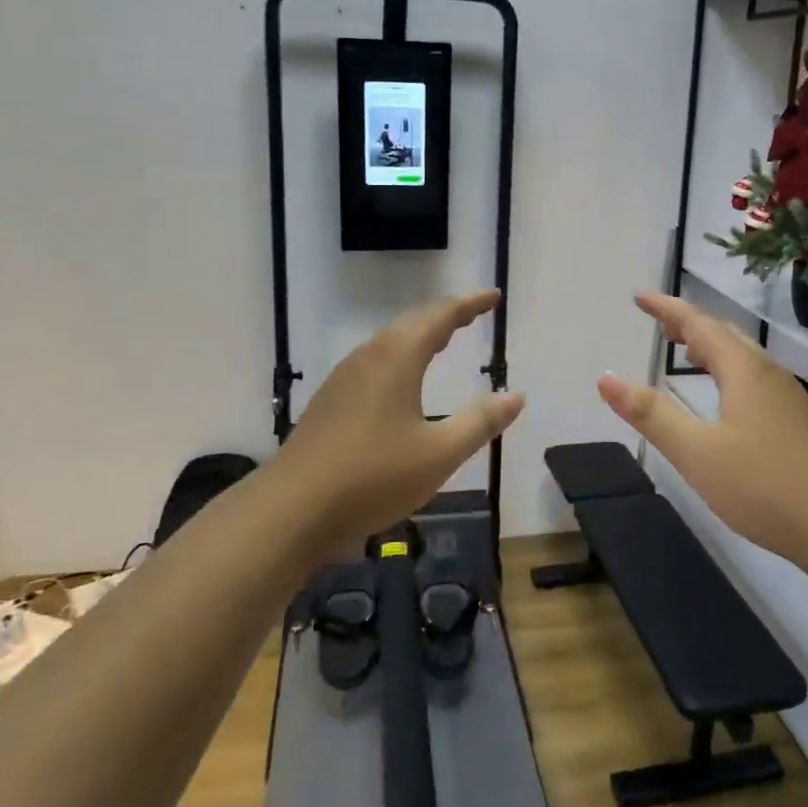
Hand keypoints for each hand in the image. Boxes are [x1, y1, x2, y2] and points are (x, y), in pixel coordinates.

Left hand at [280, 290, 524, 544]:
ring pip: (390, 342)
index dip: (470, 305)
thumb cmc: (373, 476)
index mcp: (397, 357)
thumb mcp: (439, 453)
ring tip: (443, 339)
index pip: (441, 317)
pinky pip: (375, 362)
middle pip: (413, 323)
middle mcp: (369, 357)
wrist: (291, 510)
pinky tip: (402, 381)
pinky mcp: (330, 401)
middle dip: (446, 316)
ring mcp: (344, 378)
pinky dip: (401, 356)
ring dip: (420, 335)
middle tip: (473, 314)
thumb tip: (516, 396)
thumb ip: (480, 422)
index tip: (494, 297)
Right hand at [598, 291, 807, 563]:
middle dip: (688, 322)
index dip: (666, 308)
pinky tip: (723, 394)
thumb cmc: (764, 486)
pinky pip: (753, 375)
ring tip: (684, 348)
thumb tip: (606, 379)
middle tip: (658, 320)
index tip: (639, 296)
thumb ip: (651, 414)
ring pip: (742, 355)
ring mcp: (787, 396)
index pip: (698, 324)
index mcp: (743, 370)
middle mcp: (768, 372)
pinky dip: (727, 367)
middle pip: (723, 333)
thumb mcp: (696, 452)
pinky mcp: (797, 419)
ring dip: (710, 344)